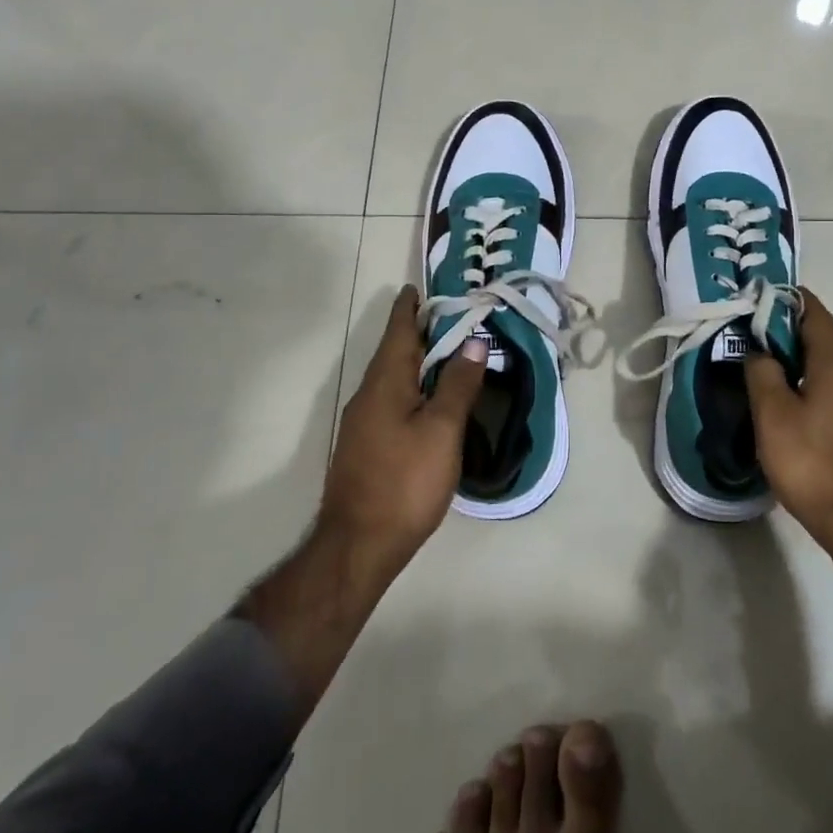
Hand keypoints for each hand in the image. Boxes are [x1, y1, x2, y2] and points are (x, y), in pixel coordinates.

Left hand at [320, 285, 486, 571]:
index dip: (411, 307)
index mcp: (385, 382)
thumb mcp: (442, 430)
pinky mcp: (365, 446)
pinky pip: (391, 399)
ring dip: (416, 359)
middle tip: (451, 316)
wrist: (358, 545)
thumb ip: (458, 384)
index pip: (399, 331)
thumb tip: (474, 341)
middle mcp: (368, 395)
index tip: (422, 287)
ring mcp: (363, 422)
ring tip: (447, 352)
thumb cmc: (405, 481)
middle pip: (394, 351)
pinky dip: (412, 386)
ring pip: (392, 377)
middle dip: (419, 331)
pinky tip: (429, 399)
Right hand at [744, 288, 832, 555]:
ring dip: (804, 372)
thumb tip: (759, 351)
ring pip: (832, 376)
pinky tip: (797, 420)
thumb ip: (762, 375)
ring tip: (771, 386)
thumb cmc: (813, 463)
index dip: (792, 300)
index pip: (816, 315)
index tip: (766, 296)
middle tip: (756, 346)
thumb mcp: (773, 416)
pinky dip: (817, 397)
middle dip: (791, 340)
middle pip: (824, 346)